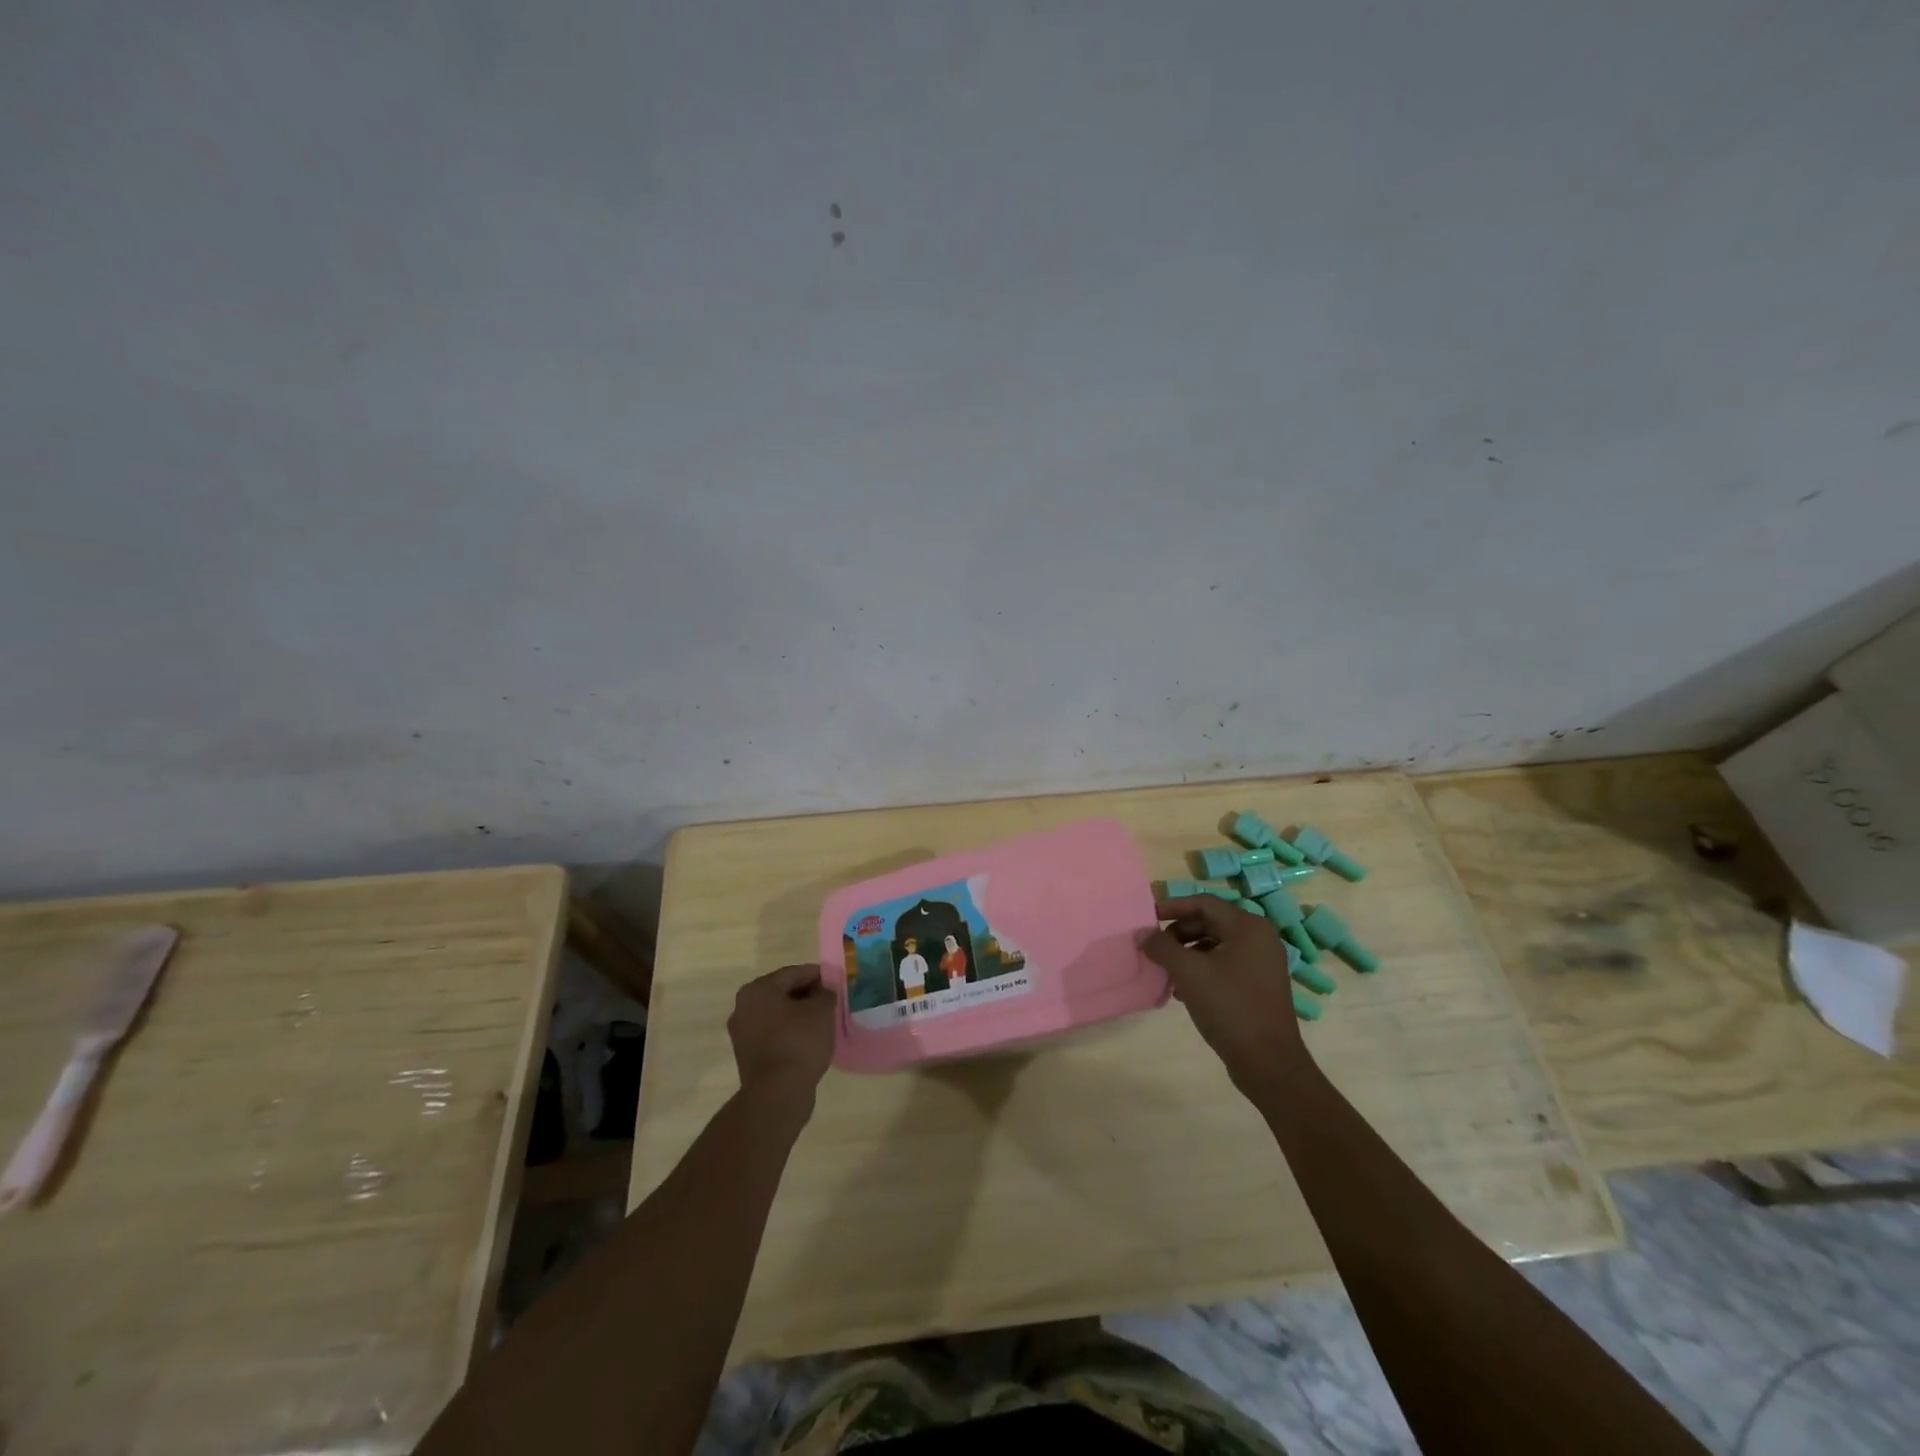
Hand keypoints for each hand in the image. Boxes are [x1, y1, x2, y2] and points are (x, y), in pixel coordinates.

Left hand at [728, 964, 835, 1097]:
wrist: (777, 1093)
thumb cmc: (799, 1042)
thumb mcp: (821, 1010)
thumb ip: (825, 993)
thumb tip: (823, 990)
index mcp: (758, 989)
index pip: (793, 973)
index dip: (817, 975)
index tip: (835, 982)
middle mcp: (743, 1007)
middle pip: (782, 993)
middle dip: (806, 995)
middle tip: (830, 1002)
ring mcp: (742, 1034)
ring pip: (777, 1015)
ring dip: (798, 1016)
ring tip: (822, 1023)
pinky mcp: (747, 1056)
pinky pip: (773, 1035)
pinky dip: (789, 1034)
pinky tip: (808, 1042)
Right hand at [1144, 896, 1309, 1092]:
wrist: (1268, 1063)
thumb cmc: (1230, 1007)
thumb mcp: (1189, 973)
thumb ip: (1162, 947)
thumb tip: (1142, 935)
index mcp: (1248, 927)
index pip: (1204, 903)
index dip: (1172, 907)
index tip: (1147, 917)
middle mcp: (1259, 938)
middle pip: (1210, 922)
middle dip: (1178, 933)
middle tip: (1154, 947)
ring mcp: (1262, 963)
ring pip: (1215, 945)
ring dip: (1187, 954)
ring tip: (1166, 971)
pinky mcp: (1259, 985)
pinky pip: (1224, 964)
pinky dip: (1201, 970)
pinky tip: (1183, 991)